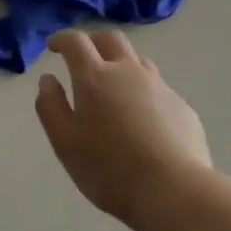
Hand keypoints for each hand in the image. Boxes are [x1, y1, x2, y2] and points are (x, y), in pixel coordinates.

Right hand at [34, 30, 210, 230]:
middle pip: (111, 39)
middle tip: (83, 57)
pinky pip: (158, 87)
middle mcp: (129, 71)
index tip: (54, 46)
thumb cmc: (109, 168)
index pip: (76, 42)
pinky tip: (142, 118)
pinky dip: (143, 91)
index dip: (62, 39)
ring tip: (113, 85)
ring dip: (121, 63)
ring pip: (138, 60)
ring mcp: (160, 87)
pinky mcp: (182, 106)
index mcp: (95, 77)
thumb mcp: (65, 142)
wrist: (174, 191)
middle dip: (93, 41)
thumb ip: (51, 106)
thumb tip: (48, 80)